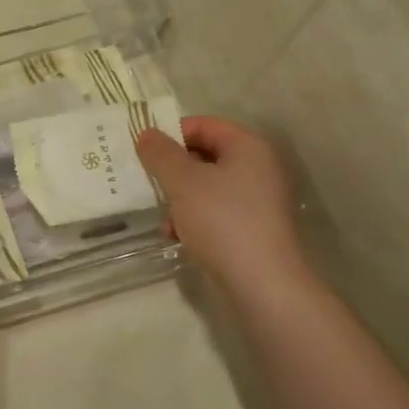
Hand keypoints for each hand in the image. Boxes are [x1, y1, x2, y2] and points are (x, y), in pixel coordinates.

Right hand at [137, 117, 309, 299]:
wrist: (263, 284)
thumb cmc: (222, 221)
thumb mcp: (183, 182)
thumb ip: (161, 154)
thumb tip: (146, 133)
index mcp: (248, 146)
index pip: (203, 125)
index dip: (171, 134)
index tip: (145, 153)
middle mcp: (259, 167)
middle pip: (205, 155)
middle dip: (174, 171)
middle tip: (150, 184)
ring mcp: (260, 199)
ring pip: (208, 186)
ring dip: (181, 198)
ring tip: (164, 218)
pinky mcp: (255, 227)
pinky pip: (218, 210)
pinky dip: (195, 218)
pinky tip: (178, 236)